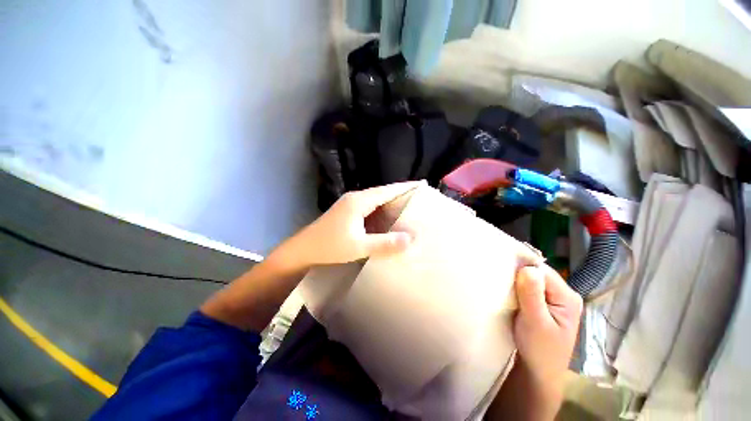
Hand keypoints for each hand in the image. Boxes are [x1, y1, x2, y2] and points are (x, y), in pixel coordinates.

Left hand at [277, 181, 423, 266]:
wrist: (303, 249)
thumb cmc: (330, 246)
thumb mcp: (359, 247)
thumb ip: (385, 243)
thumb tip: (410, 238)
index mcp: (359, 201)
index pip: (387, 190)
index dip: (404, 187)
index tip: (420, 184)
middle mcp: (355, 198)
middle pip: (382, 193)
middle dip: (399, 194)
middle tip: (417, 198)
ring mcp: (350, 204)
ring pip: (375, 200)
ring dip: (390, 202)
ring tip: (406, 207)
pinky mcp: (347, 211)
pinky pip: (369, 207)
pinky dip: (381, 210)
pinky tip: (387, 218)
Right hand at [513, 265, 582, 389]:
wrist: (538, 372)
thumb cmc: (539, 350)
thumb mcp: (535, 322)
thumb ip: (532, 295)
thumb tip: (527, 268)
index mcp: (568, 297)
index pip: (542, 271)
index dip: (522, 269)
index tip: (502, 272)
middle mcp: (563, 294)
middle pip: (538, 273)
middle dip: (517, 274)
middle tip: (499, 279)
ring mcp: (554, 299)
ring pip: (531, 280)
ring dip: (515, 281)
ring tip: (501, 285)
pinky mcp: (544, 304)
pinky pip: (528, 288)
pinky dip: (516, 288)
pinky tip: (507, 292)